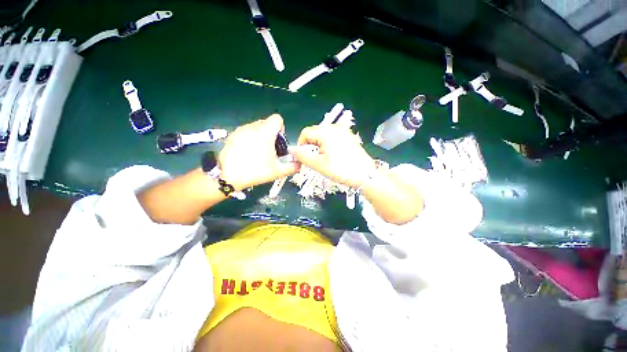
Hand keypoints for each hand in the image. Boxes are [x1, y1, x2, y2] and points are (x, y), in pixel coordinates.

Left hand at [219, 114, 298, 190]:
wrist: (227, 176)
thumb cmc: (255, 171)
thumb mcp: (277, 171)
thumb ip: (292, 167)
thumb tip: (300, 165)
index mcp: (265, 132)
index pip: (277, 119)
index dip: (281, 128)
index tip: (279, 141)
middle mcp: (253, 127)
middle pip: (266, 123)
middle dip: (271, 133)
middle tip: (270, 149)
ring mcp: (241, 130)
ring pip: (256, 127)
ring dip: (261, 135)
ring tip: (258, 152)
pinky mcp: (232, 135)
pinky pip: (246, 131)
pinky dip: (250, 138)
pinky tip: (247, 152)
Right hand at [292, 124, 374, 188]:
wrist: (365, 175)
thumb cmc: (340, 169)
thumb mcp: (318, 164)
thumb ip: (302, 156)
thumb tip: (292, 150)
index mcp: (326, 131)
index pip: (305, 132)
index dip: (300, 145)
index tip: (302, 157)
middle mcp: (335, 127)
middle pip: (314, 133)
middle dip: (310, 146)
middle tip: (313, 160)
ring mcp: (343, 131)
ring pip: (323, 136)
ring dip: (319, 147)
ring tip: (324, 160)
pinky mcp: (348, 137)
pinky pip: (332, 138)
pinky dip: (328, 146)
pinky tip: (333, 157)